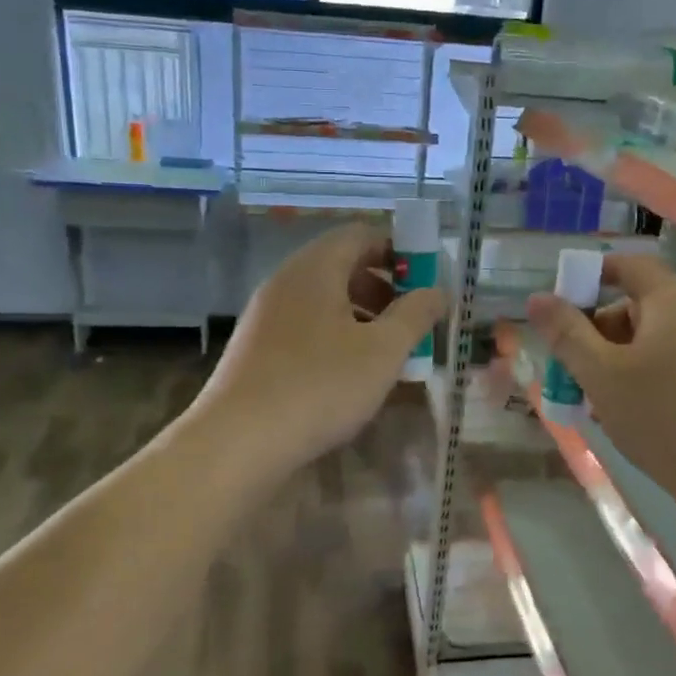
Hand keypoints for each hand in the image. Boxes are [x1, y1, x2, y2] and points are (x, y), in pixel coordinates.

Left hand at [192, 222, 446, 475]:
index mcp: (315, 268)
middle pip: (342, 266)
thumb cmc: (320, 386)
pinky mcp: (256, 349)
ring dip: (362, 316)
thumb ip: (415, 315)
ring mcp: (266, 315)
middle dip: (384, 288)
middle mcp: (286, 281)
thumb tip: (438, 291)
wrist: (238, 442)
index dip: (399, 250)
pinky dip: (336, 337)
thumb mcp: (382, 351)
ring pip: (324, 300)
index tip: (426, 281)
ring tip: (388, 353)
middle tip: (412, 321)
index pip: (361, 234)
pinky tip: (350, 376)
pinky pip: (306, 327)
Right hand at [526, 255, 675, 512]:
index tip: (559, 305)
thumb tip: (537, 299)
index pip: (629, 265)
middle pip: (632, 305)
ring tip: (585, 397)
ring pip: (643, 341)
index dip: (591, 275)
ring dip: (607, 360)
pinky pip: (661, 365)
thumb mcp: (601, 374)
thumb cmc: (662, 416)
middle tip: (565, 364)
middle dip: (592, 329)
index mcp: (672, 302)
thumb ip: (566, 333)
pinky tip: (614, 414)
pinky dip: (632, 378)